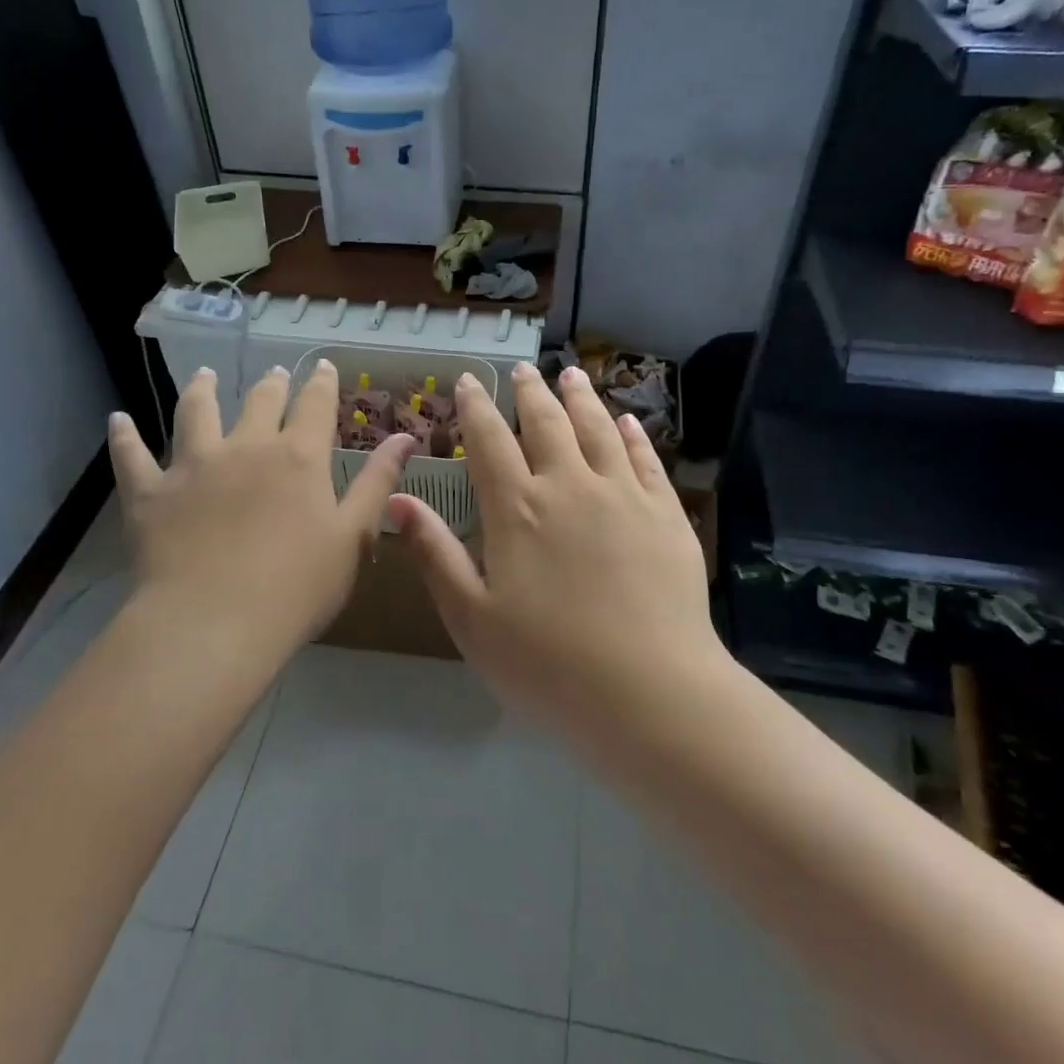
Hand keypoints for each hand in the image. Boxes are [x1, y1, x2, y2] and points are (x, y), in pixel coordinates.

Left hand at [106, 363, 413, 656]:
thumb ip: (377, 482)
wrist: (214, 625)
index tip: (323, 366)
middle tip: (273, 373)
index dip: (321, 383)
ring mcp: (193, 466)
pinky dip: (124, 436)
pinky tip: (117, 419)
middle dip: (271, 384)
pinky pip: (131, 456)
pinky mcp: (150, 492)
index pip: (315, 405)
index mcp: (298, 458)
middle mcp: (246, 447)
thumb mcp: (353, 537)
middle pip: (259, 402)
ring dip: (201, 389)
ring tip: (205, 375)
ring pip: (195, 412)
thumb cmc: (297, 588)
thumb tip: (405, 437)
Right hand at [388, 362, 723, 734]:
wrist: (650, 694)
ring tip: (570, 374)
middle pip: (546, 422)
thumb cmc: (547, 665)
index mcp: (517, 509)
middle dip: (529, 392)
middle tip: (522, 369)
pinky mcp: (665, 513)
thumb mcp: (472, 618)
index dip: (475, 406)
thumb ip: (435, 554)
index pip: (489, 440)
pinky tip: (625, 420)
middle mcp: (569, 485)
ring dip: (580, 397)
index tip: (468, 380)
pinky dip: (631, 433)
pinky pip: (645, 458)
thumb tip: (398, 499)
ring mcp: (623, 495)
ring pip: (597, 429)